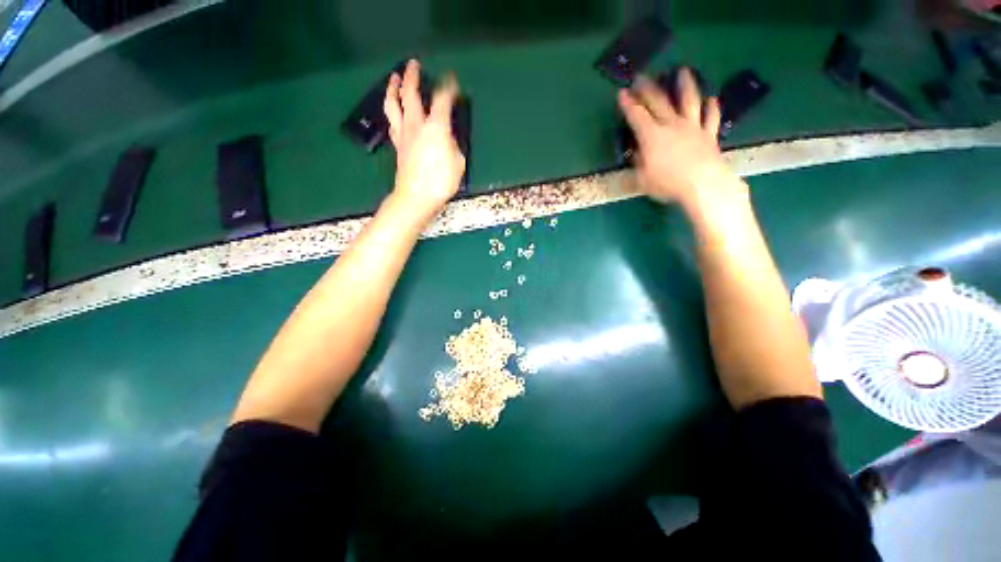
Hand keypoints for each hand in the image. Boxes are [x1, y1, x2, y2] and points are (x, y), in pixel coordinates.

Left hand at [384, 59, 465, 221]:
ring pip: (394, 104)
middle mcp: (417, 125)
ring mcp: (404, 134)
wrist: (416, 197)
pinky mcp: (397, 145)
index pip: (442, 99)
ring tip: (394, 78)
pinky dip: (392, 110)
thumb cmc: (440, 182)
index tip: (452, 81)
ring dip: (393, 88)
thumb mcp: (458, 164)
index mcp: (436, 128)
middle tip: (413, 65)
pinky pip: (392, 122)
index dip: (448, 87)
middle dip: (412, 76)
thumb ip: (454, 147)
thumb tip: (448, 140)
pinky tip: (393, 109)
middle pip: (410, 93)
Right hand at [618, 69, 746, 215]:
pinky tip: (711, 99)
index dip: (628, 104)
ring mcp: (692, 127)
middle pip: (659, 101)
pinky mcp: (709, 134)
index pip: (636, 115)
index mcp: (652, 136)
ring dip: (685, 84)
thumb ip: (638, 164)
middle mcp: (672, 125)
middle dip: (647, 88)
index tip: (622, 92)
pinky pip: (711, 117)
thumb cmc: (667, 183)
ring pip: (689, 100)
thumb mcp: (642, 179)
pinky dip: (711, 106)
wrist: (703, 185)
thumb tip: (637, 153)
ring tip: (682, 71)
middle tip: (641, 77)